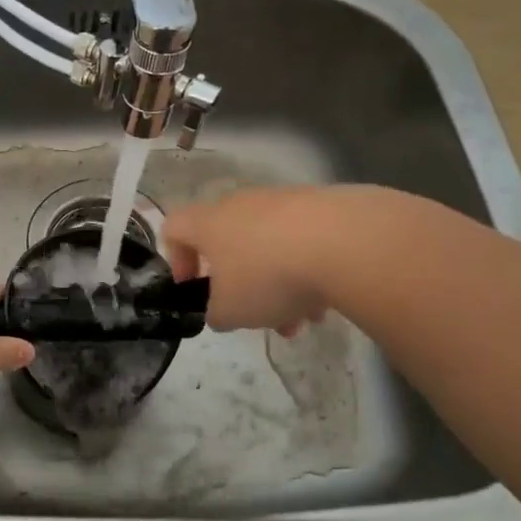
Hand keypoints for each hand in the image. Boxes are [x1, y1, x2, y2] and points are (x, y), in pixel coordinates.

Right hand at [162, 187, 341, 335]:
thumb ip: (216, 313)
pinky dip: (310, 270)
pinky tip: (328, 301)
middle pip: (229, 244)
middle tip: (258, 316)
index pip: (174, 228)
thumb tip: (222, 310)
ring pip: (270, 247)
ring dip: (280, 284)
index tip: (194, 287)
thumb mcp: (230, 312)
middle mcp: (241, 205)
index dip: (177, 259)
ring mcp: (284, 201)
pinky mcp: (324, 205)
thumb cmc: (268, 276)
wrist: (346, 242)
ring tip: (302, 319)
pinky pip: (305, 242)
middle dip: (242, 284)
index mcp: (209, 224)